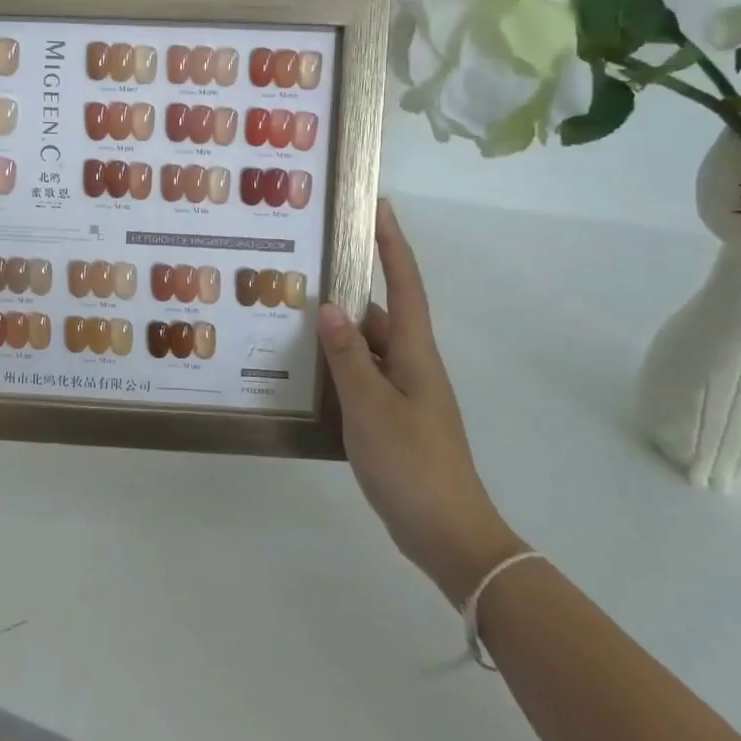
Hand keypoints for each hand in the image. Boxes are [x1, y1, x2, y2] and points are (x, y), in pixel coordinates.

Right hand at [319, 201, 522, 598]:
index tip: (377, 206)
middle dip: (347, 291)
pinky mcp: (394, 420)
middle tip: (304, 272)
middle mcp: (412, 365)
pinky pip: (363, 379)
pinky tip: (307, 375)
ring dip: (337, 335)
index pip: (404, 284)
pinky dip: (338, 370)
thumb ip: (348, 355)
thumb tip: (329, 306)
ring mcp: (404, 394)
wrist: (448, 534)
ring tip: (292, 320)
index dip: (392, 244)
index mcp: (415, 353)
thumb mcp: (370, 405)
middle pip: (379, 315)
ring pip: (367, 349)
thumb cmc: (411, 463)